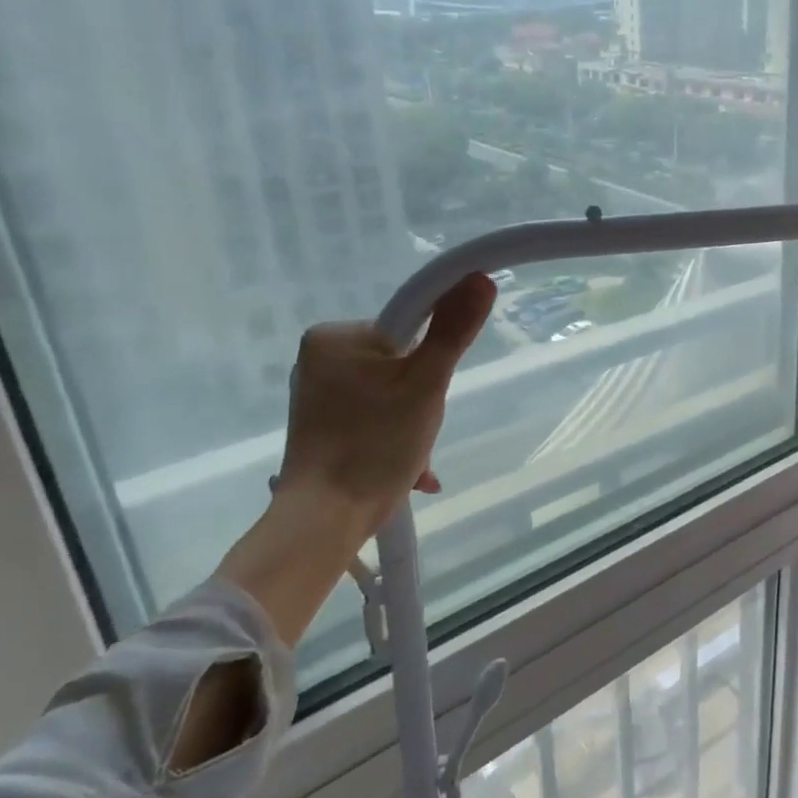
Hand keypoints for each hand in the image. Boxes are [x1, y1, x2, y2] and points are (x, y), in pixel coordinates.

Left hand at [273, 272, 497, 541]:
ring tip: (414, 459)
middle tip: (421, 429)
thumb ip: (453, 330)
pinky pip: (373, 416)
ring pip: (390, 392)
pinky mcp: (322, 424)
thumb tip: (479, 278)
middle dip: (422, 398)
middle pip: (400, 362)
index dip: (431, 358)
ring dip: (413, 422)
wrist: (326, 519)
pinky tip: (411, 470)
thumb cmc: (376, 444)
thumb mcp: (426, 384)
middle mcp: (319, 358)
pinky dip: (395, 436)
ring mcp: (318, 394)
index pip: (408, 326)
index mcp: (335, 336)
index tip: (431, 392)